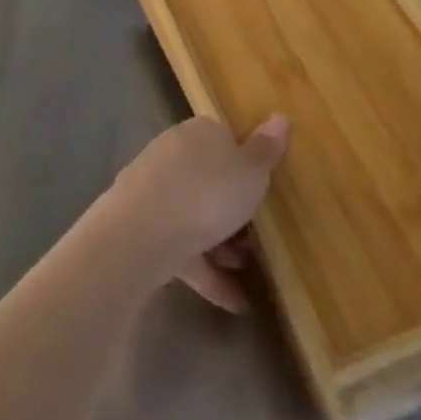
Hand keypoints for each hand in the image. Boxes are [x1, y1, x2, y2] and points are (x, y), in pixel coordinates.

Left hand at [100, 115, 288, 312]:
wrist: (141, 232)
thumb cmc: (207, 193)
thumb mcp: (250, 172)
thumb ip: (266, 150)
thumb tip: (280, 117)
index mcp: (199, 132)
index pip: (226, 140)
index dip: (247, 167)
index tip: (264, 195)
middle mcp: (173, 153)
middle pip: (210, 180)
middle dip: (233, 211)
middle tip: (257, 240)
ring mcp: (153, 189)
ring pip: (194, 215)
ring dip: (221, 244)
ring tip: (245, 272)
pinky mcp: (141, 226)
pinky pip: (181, 247)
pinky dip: (206, 271)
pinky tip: (233, 303)